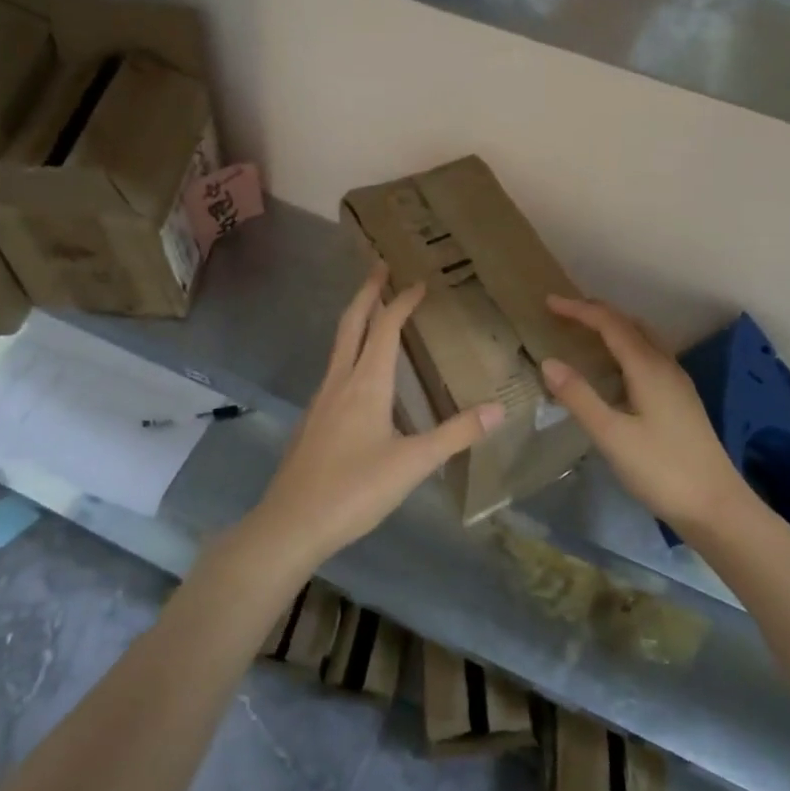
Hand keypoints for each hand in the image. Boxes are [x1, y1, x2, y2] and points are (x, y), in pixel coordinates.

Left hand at [250, 263, 503, 563]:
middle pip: (351, 323)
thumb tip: (499, 409)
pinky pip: (334, 370)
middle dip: (367, 292)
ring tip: (375, 312)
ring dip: (356, 320)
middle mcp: (340, 381)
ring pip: (338, 345)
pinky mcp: (313, 420)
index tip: (419, 282)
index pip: (385, 328)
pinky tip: (360, 373)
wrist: (291, 524)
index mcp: (366, 384)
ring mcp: (321, 400)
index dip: (402, 302)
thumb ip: (456, 434)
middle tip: (380, 266)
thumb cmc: (355, 489)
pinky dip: (350, 351)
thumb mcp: (414, 463)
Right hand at [540, 294, 755, 535]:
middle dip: (596, 313)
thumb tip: (548, 362)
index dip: (579, 309)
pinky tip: (615, 370)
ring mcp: (677, 382)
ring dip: (614, 328)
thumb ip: (579, 397)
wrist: (716, 506)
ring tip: (585, 334)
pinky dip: (626, 348)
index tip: (549, 302)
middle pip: (630, 324)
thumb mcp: (611, 435)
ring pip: (643, 339)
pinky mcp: (681, 400)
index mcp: (648, 367)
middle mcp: (665, 365)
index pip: (610, 323)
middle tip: (563, 314)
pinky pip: (650, 357)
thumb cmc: (661, 469)